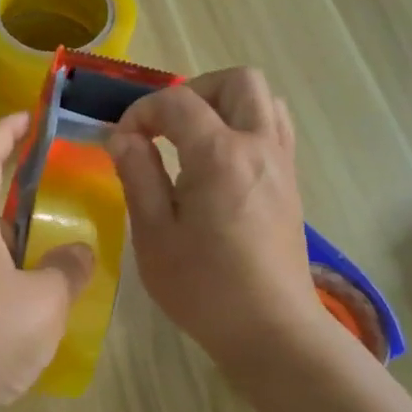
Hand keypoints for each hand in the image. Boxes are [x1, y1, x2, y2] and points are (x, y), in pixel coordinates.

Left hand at [0, 113, 94, 411]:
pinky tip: (41, 300)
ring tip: (60, 243)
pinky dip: (13, 277)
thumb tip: (77, 252)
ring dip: (19, 239)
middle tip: (59, 185)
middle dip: (18, 188)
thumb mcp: (43, 300)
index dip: (4, 133)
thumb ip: (67, 270)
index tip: (27, 116)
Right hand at [108, 68, 328, 373]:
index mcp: (221, 155)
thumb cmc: (204, 287)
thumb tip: (123, 137)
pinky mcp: (290, 183)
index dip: (142, 111)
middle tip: (165, 126)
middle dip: (194, 90)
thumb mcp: (154, 234)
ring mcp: (282, 163)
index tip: (122, 141)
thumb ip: (137, 175)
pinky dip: (244, 126)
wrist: (271, 330)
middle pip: (238, 81)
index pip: (178, 101)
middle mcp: (259, 146)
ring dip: (224, 104)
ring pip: (264, 100)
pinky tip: (217, 164)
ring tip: (192, 139)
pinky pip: (273, 128)